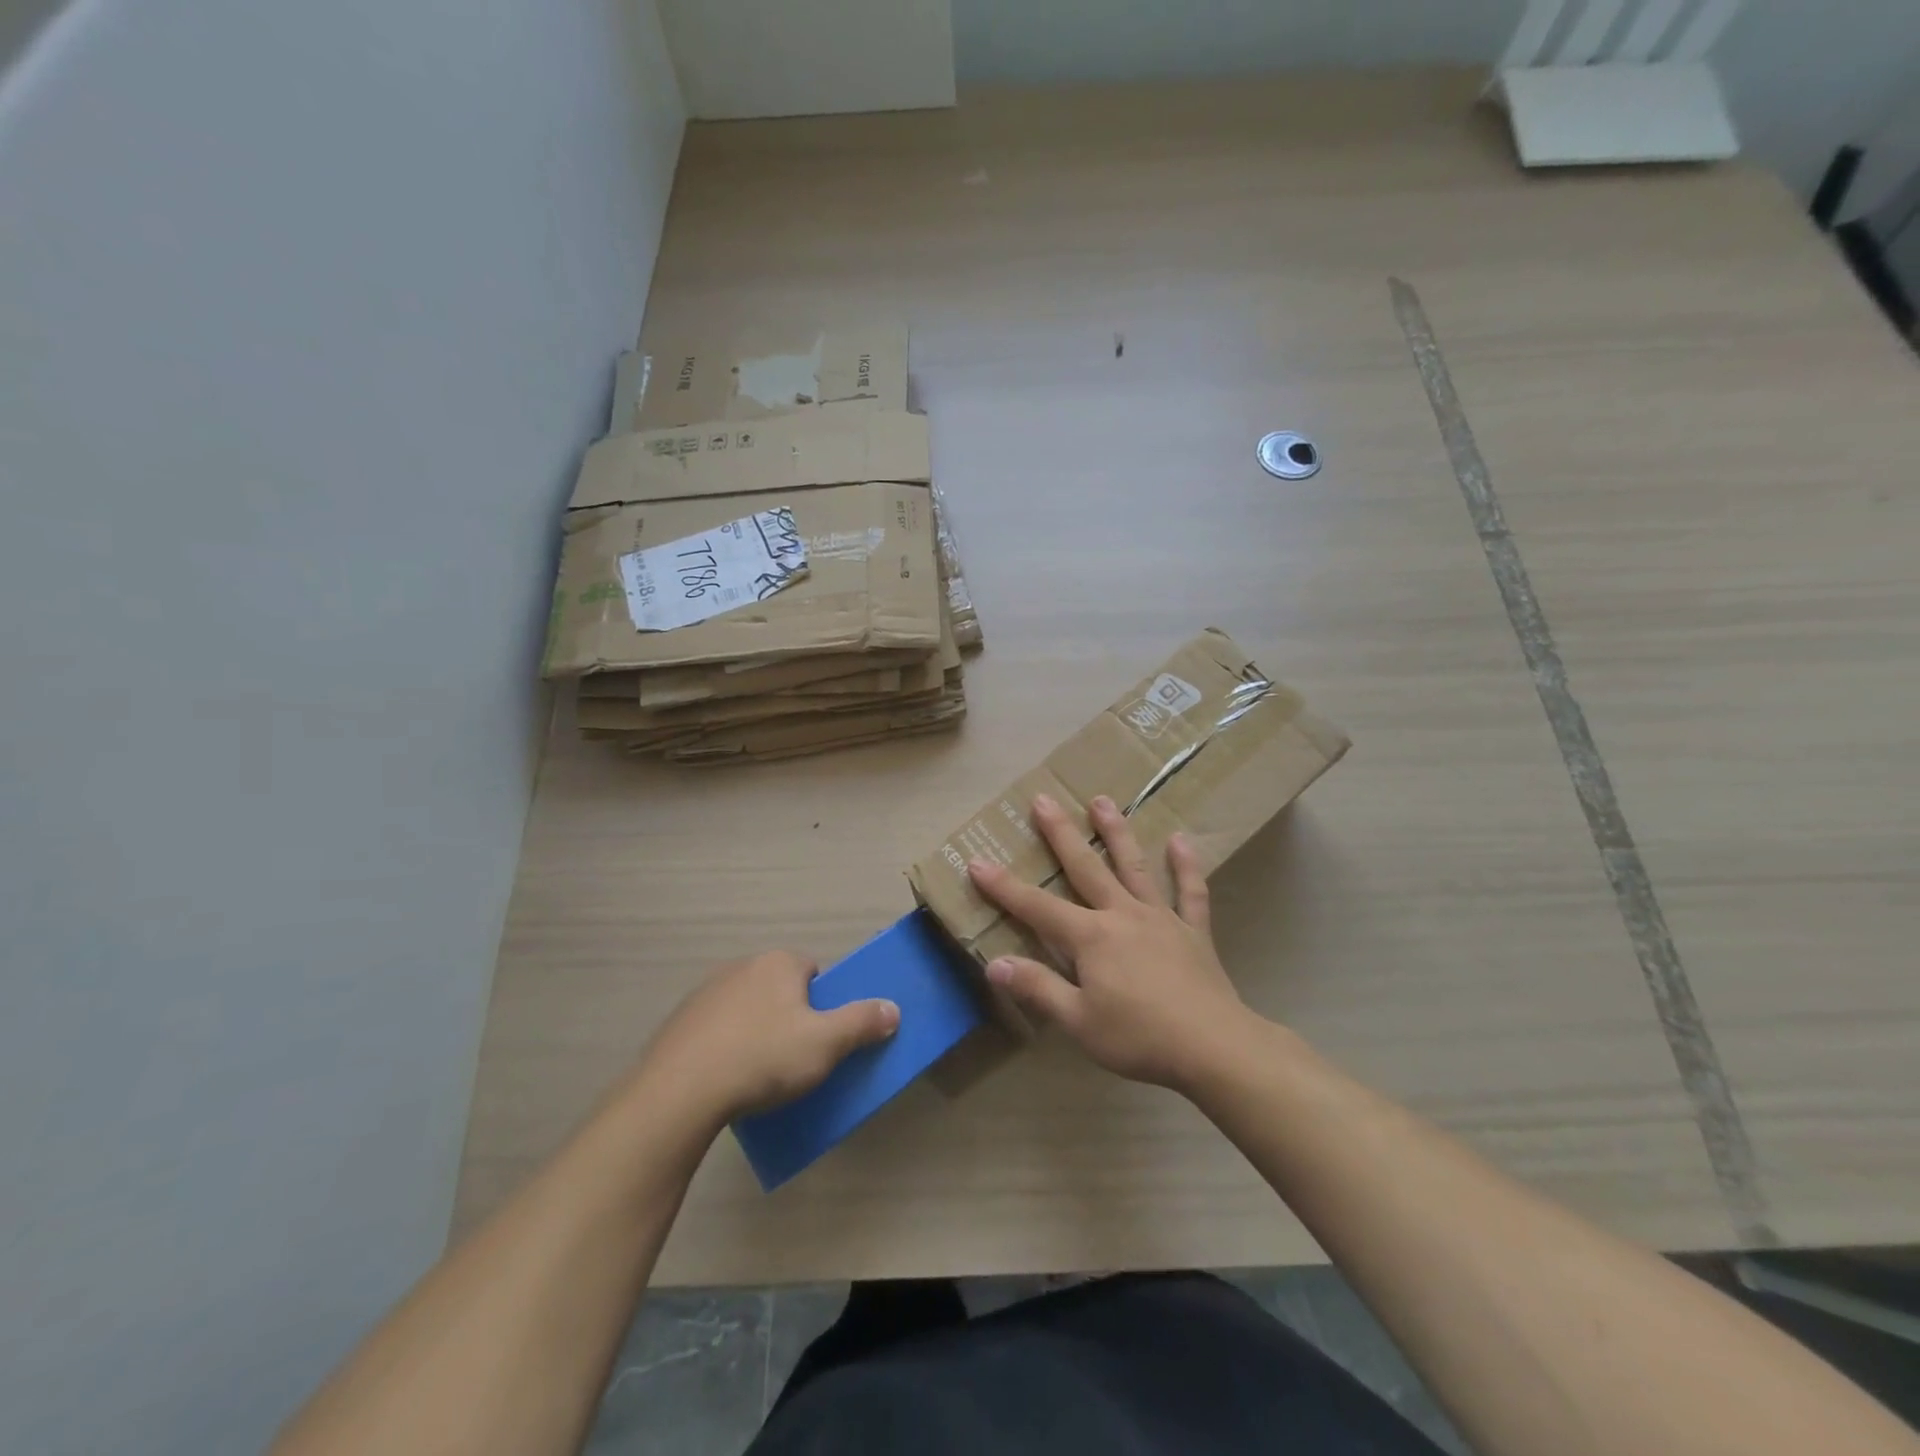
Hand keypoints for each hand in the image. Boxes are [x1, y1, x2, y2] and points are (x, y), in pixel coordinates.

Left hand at [640, 951, 899, 1123]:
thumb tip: (893, 1008)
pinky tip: (726, 1079)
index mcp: (779, 963)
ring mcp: (705, 993)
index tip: (821, 1036)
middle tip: (795, 1057)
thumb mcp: (826, 1044)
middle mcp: (741, 966)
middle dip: (789, 1016)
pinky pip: (716, 1029)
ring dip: (755, 1031)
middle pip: (779, 988)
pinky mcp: (679, 1022)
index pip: (813, 971)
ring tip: (759, 1074)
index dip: (823, 1002)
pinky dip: (725, 1046)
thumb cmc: (763, 1057)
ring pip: (746, 1008)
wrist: (680, 1092)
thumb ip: (862, 1022)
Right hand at [968, 794, 1255, 1093]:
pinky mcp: (1193, 930)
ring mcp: (1161, 918)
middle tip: (1043, 799)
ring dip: (1116, 833)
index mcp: (1091, 937)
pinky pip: (1190, 892)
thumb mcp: (1079, 1021)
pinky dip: (1186, 866)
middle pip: (1085, 868)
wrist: (1214, 1047)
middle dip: (1060, 834)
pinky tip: (1181, 840)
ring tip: (1102, 801)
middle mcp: (1122, 915)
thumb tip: (994, 963)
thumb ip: (1038, 988)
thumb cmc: (1140, 1038)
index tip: (977, 861)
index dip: (1004, 887)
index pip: (1037, 907)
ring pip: (1134, 866)